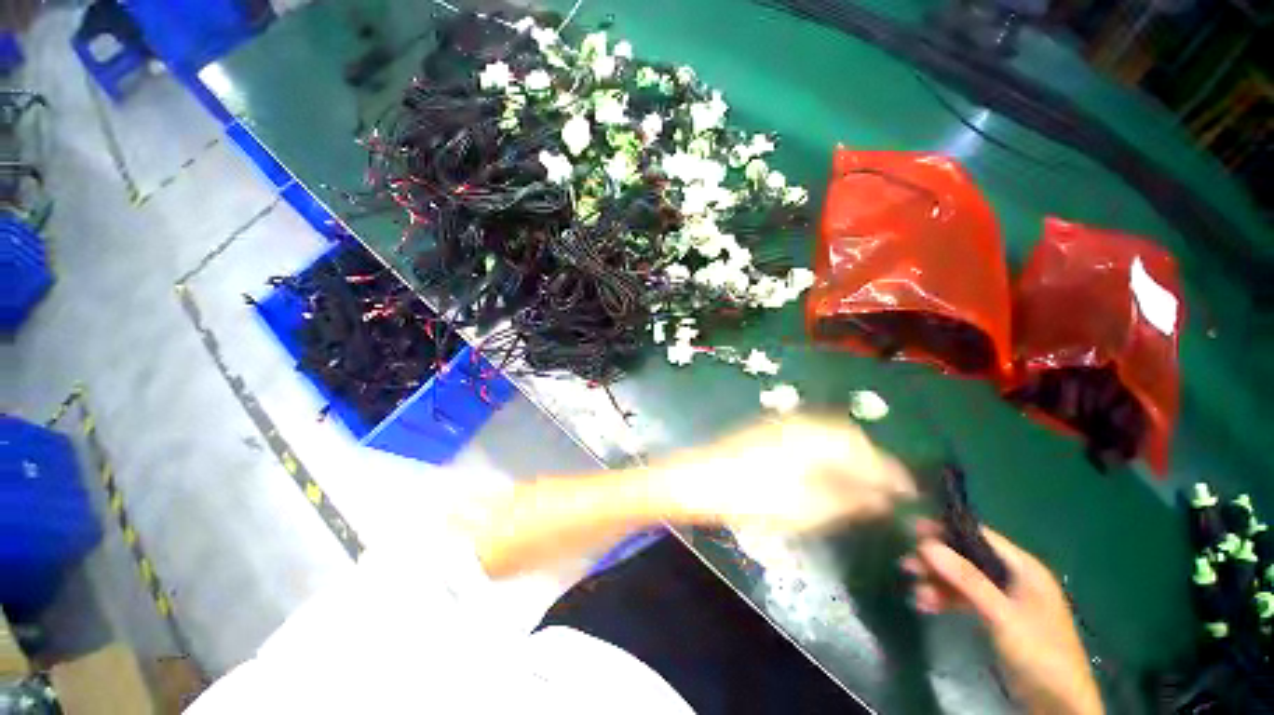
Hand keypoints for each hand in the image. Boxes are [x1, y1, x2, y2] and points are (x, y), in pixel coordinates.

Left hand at [655, 416, 915, 531]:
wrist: (702, 479)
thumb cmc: (755, 496)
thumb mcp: (809, 507)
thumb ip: (850, 499)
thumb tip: (882, 498)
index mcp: (818, 437)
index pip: (867, 451)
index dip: (891, 473)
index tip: (909, 493)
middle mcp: (804, 422)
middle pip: (849, 437)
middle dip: (870, 461)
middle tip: (884, 490)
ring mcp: (783, 423)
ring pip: (829, 434)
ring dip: (848, 456)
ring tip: (858, 483)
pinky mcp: (769, 429)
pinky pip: (810, 436)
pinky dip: (826, 453)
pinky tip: (824, 471)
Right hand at [903, 523, 1102, 714]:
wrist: (1057, 704)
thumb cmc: (1038, 651)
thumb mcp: (1002, 615)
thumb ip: (967, 580)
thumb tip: (926, 544)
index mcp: (1022, 568)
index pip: (979, 536)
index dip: (946, 530)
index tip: (913, 529)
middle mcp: (1012, 577)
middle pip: (966, 558)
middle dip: (936, 562)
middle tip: (906, 566)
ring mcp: (1004, 599)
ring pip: (962, 580)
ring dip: (937, 584)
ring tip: (915, 593)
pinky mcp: (995, 618)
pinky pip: (964, 600)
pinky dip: (945, 601)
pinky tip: (926, 606)